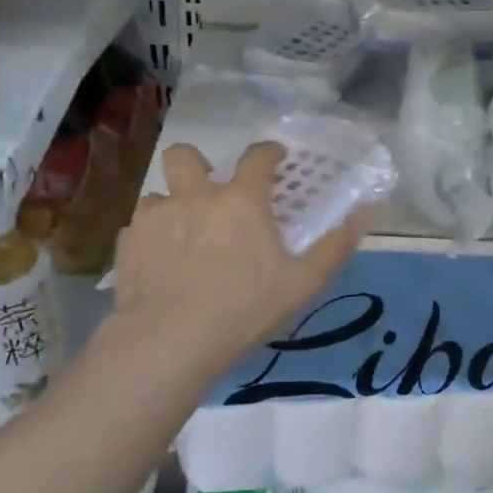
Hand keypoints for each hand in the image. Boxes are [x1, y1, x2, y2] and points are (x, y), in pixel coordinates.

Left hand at [109, 141, 362, 377]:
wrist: (170, 341)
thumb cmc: (244, 308)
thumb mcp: (303, 283)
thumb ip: (334, 247)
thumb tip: (364, 215)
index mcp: (241, 201)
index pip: (257, 157)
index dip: (268, 151)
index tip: (275, 157)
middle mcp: (195, 197)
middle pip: (185, 155)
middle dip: (196, 163)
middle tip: (209, 190)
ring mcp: (156, 217)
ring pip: (158, 194)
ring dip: (172, 207)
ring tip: (182, 236)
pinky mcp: (128, 244)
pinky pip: (139, 227)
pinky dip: (151, 237)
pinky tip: (160, 264)